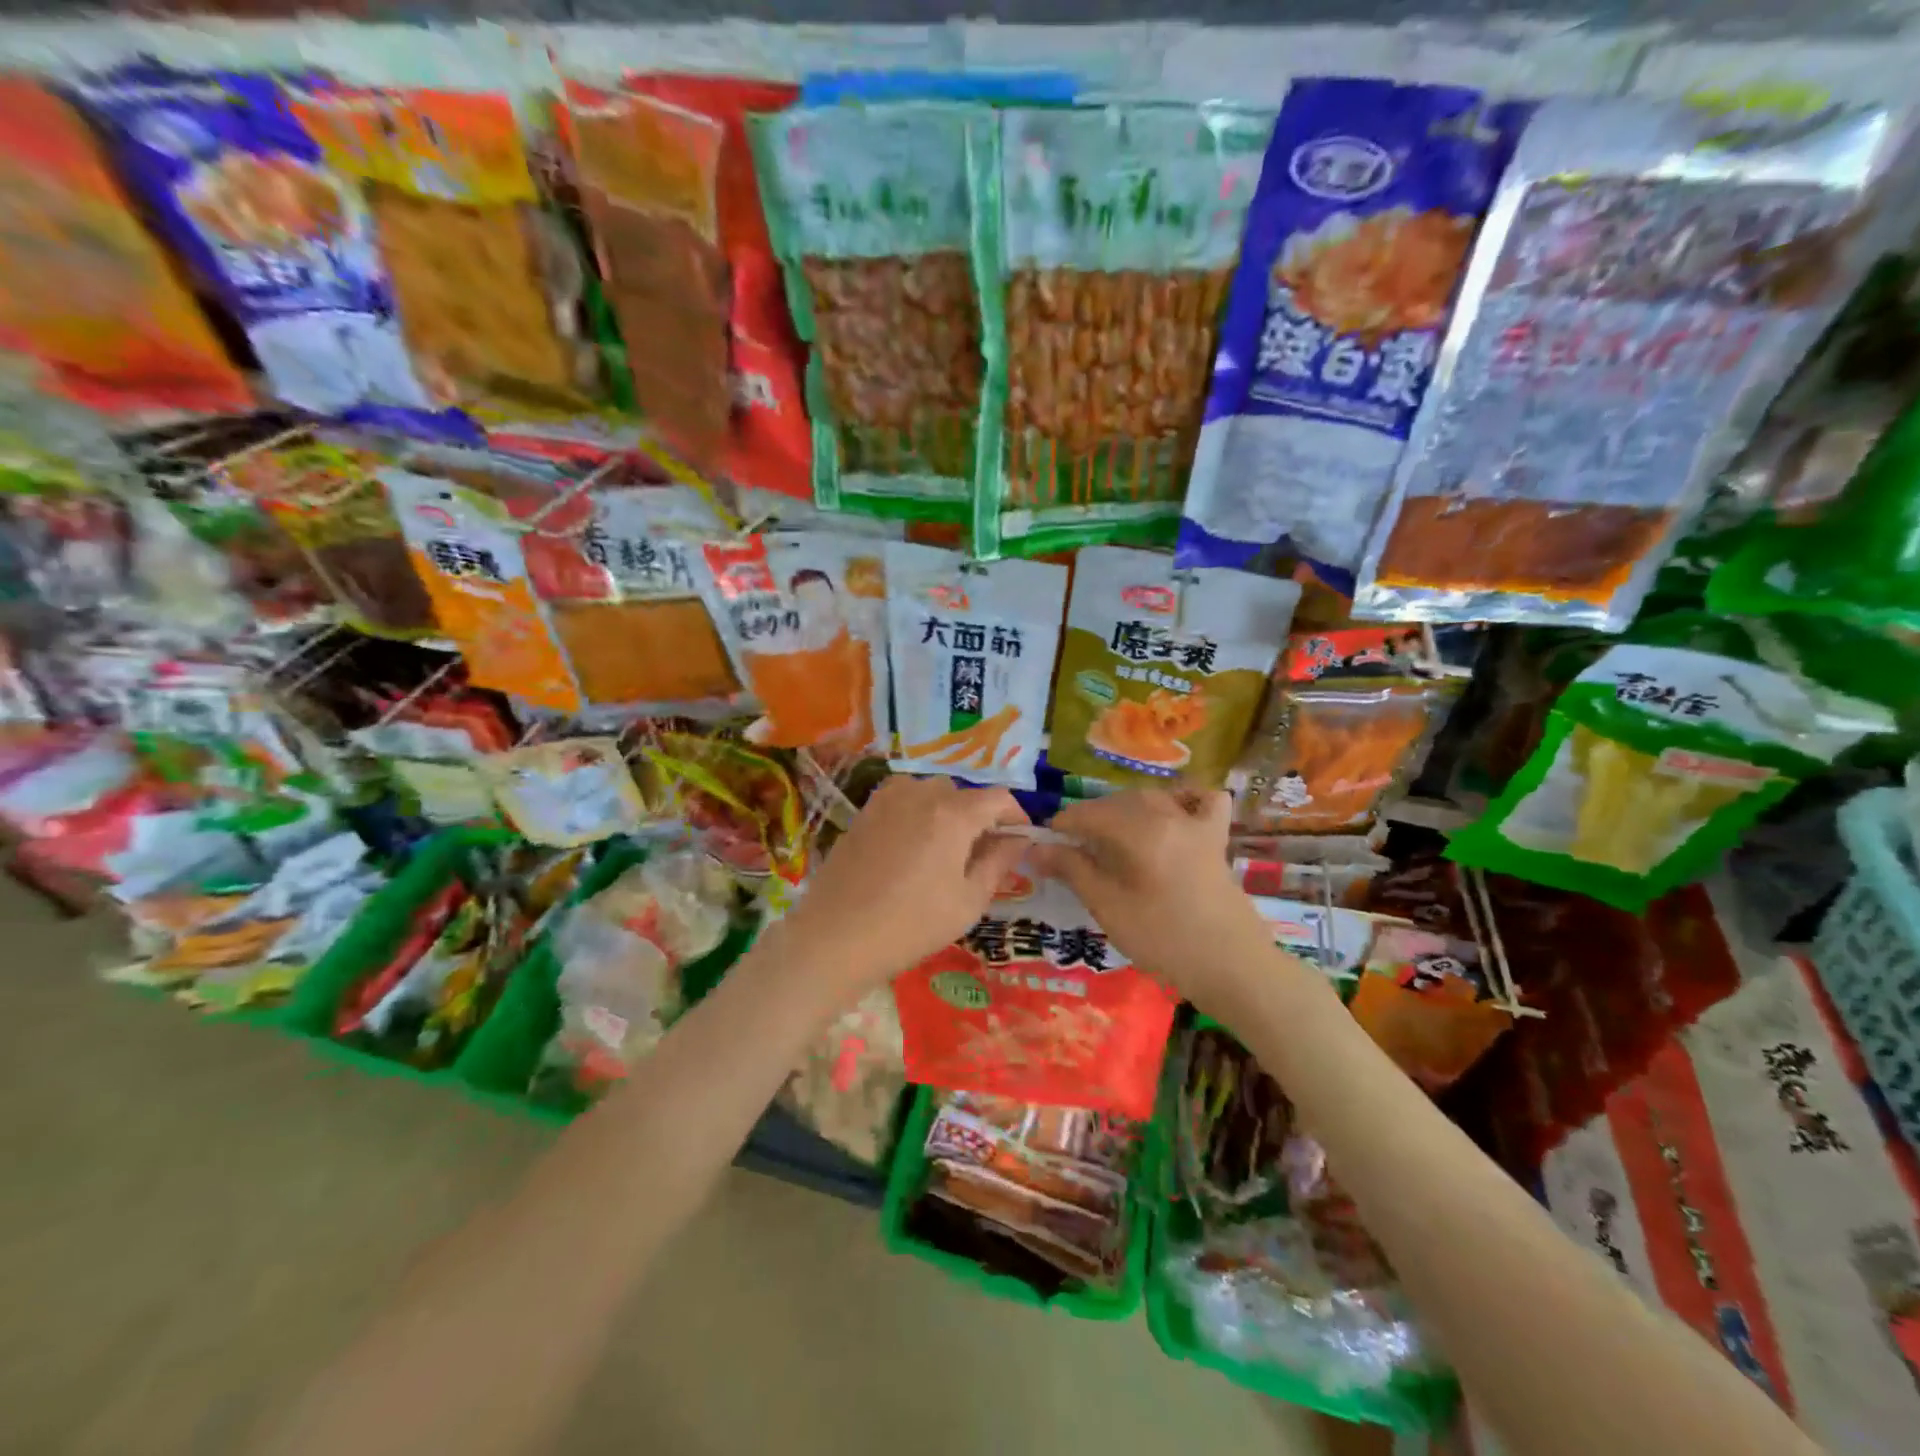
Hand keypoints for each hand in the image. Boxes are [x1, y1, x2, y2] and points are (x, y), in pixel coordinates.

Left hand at [780, 776, 1030, 991]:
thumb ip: (998, 862)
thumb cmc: (912, 925)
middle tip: (980, 854)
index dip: (1016, 816)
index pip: (998, 798)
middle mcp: (921, 794)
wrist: (836, 937)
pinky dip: (916, 814)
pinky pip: (901, 801)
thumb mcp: (968, 901)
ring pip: (930, 792)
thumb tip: (1019, 839)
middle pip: (963, 793)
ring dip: (945, 811)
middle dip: (978, 816)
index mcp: (953, 813)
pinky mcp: (864, 812)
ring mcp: (887, 800)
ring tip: (944, 850)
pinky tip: (910, 849)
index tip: (1020, 840)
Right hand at [1033, 789, 1274, 1014]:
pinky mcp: (1217, 838)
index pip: (1089, 814)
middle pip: (1119, 803)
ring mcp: (1198, 824)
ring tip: (1110, 836)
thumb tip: (1036, 849)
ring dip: (1126, 808)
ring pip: (1153, 798)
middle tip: (1073, 846)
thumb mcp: (1109, 907)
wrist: (1232, 966)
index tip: (1046, 844)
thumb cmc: (1164, 940)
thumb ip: (1072, 870)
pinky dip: (1185, 799)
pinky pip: (1203, 802)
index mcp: (1140, 830)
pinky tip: (1172, 813)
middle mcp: (1168, 815)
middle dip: (1091, 817)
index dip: (1063, 825)